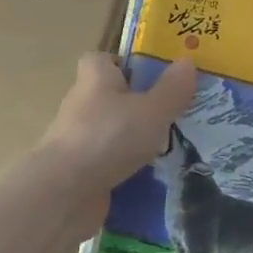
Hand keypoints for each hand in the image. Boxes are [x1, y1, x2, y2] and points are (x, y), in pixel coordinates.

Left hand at [37, 54, 197, 193]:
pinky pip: (107, 162)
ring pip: (110, 131)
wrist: (64, 192)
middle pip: (109, 96)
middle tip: (173, 114)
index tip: (152, 76)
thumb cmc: (109, 137)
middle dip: (137, 104)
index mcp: (95, 78)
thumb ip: (172, 88)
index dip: (125, 63)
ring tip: (171, 148)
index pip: (102, 59)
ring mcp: (77, 139)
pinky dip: (125, 168)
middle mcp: (81, 104)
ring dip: (133, 139)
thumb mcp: (152, 110)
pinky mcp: (78, 171)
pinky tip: (151, 177)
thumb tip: (187, 61)